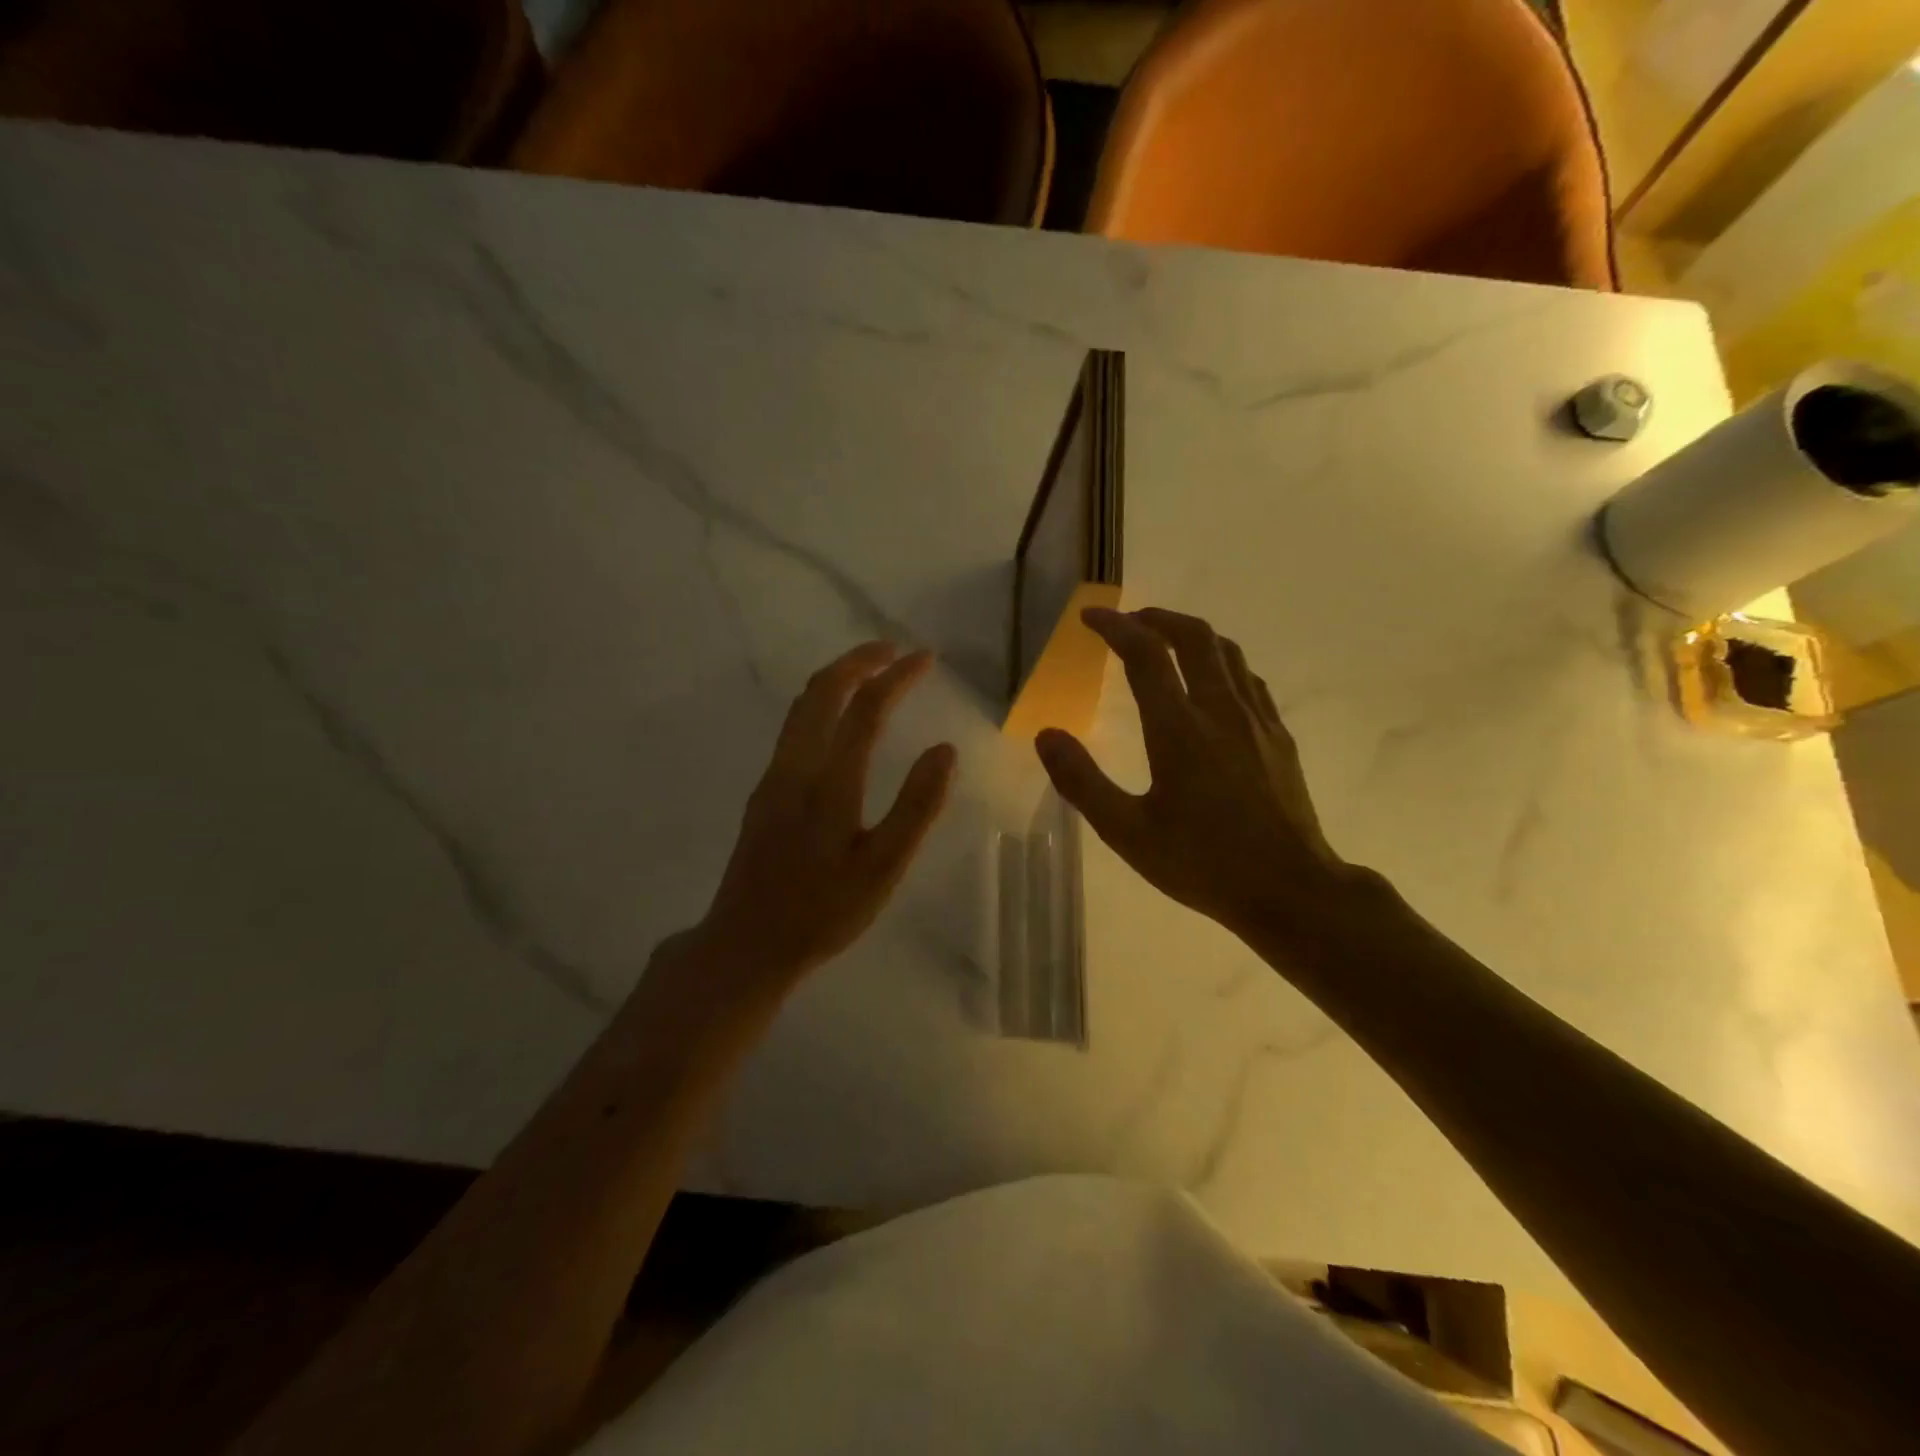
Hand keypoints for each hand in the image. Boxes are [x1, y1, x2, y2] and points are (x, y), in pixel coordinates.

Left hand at [688, 642, 956, 986]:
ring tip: (870, 672)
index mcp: (829, 782)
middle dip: (859, 660)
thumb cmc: (823, 912)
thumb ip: (916, 807)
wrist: (746, 944)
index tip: (925, 658)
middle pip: (822, 691)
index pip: (866, 708)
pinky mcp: (764, 792)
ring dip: (837, 679)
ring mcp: (773, 777)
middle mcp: (795, 766)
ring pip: (801, 707)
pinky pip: (793, 727)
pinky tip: (838, 721)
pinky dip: (821, 703)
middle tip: (894, 650)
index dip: (897, 677)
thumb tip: (945, 750)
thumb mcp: (883, 868)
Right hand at [1035, 607, 1355, 946]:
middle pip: (1194, 637)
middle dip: (1158, 618)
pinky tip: (1212, 684)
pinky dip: (1221, 663)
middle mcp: (1220, 711)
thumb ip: (1082, 782)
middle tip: (1130, 621)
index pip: (1145, 654)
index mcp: (1179, 728)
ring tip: (1166, 641)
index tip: (1090, 617)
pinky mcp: (1279, 737)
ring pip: (1227, 652)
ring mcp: (1257, 721)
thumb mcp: (1128, 832)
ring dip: (1192, 635)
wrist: (1290, 889)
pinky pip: (1248, 679)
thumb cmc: (1203, 863)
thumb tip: (1046, 735)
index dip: (1115, 627)